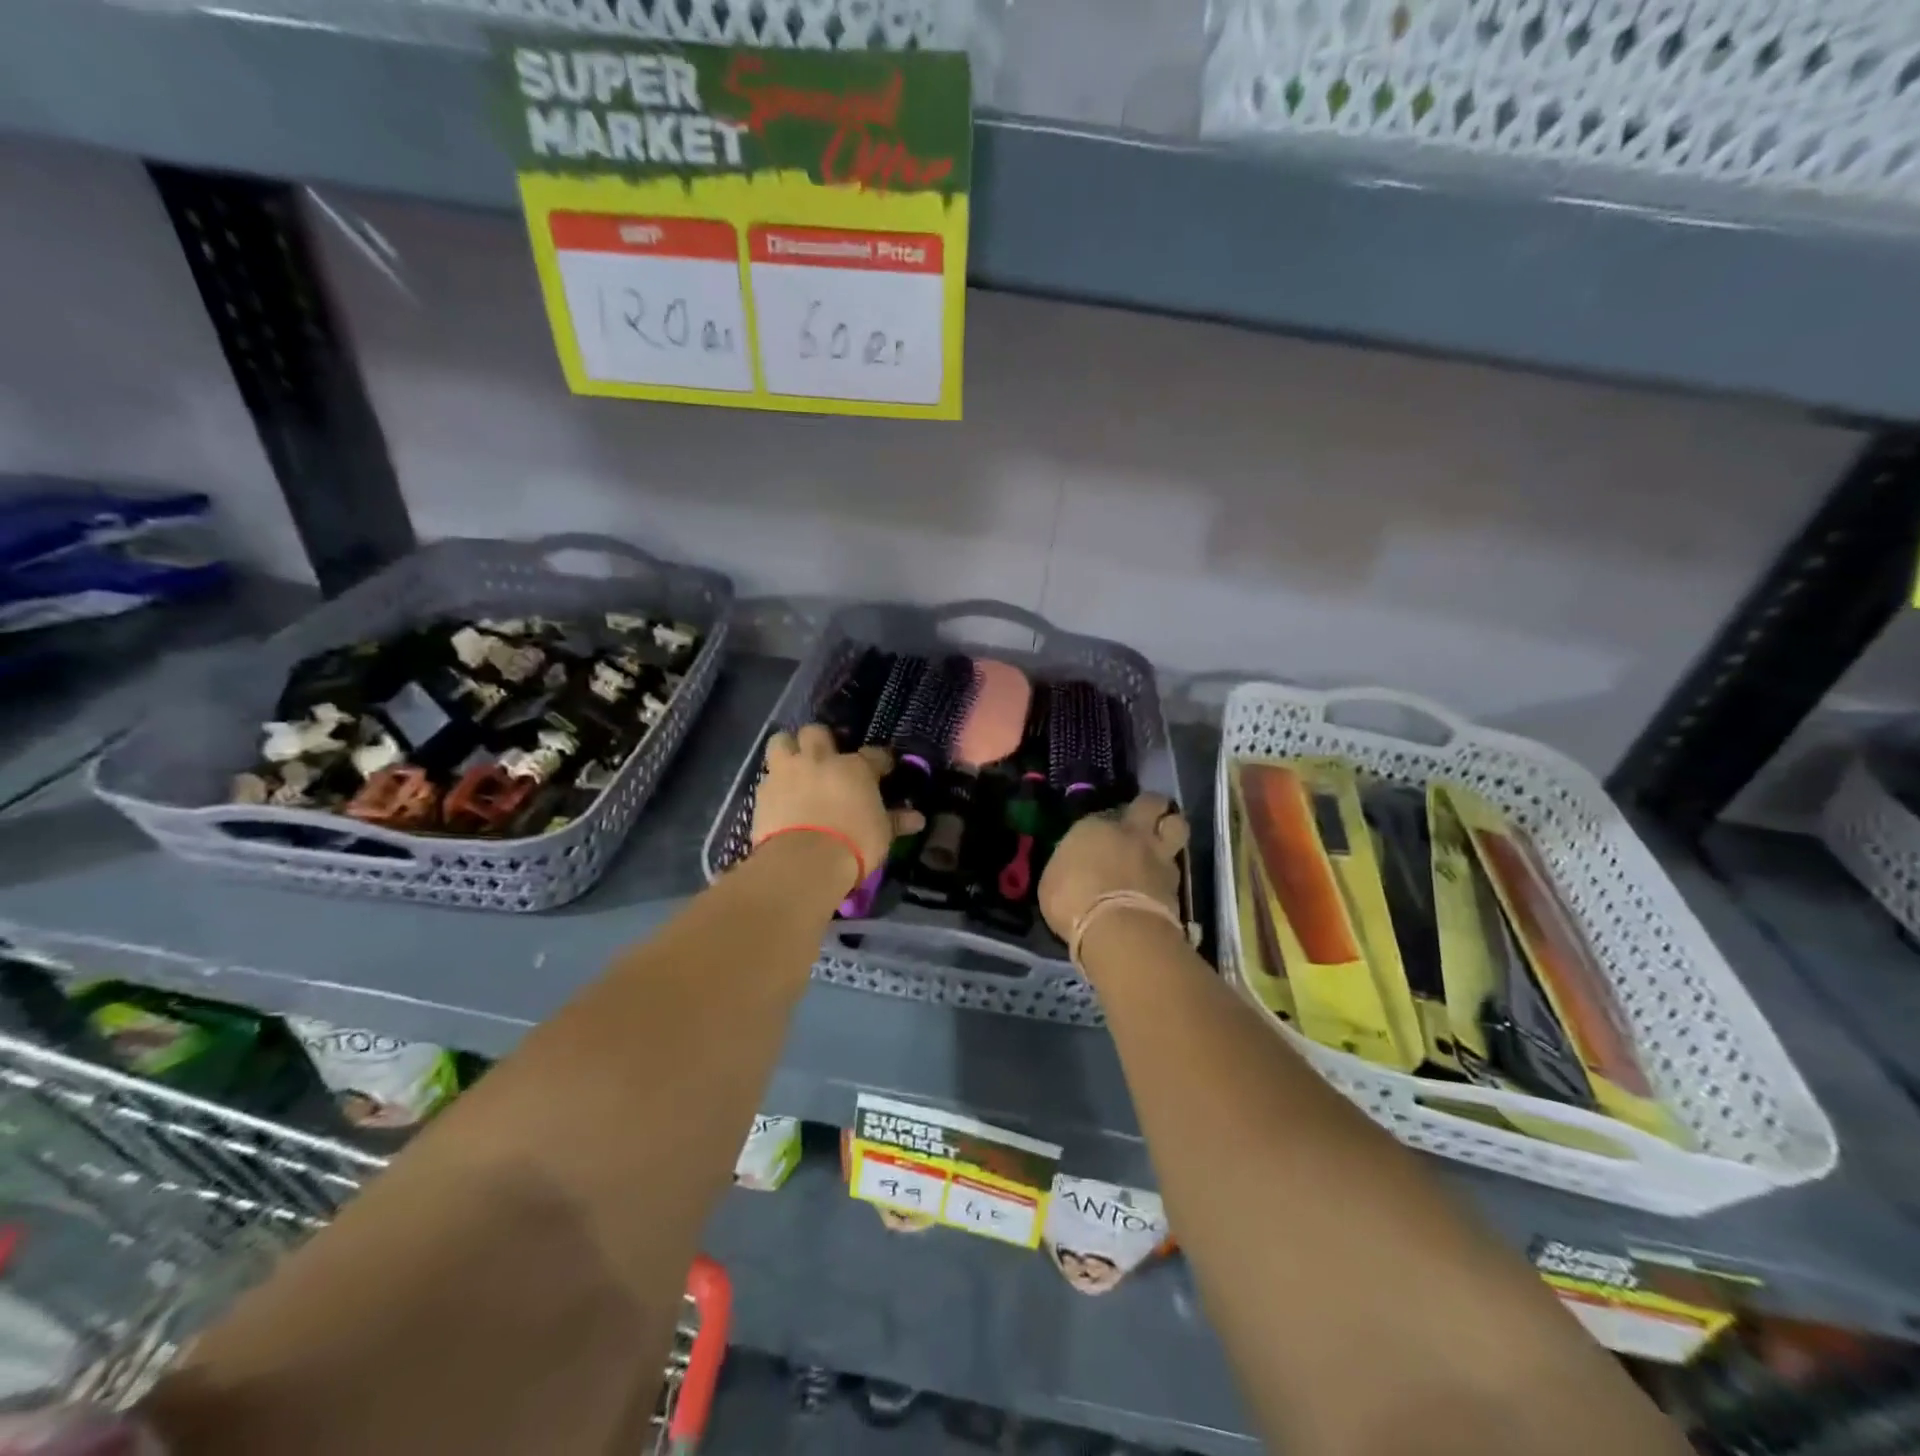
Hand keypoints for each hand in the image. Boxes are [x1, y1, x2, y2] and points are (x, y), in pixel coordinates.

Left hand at [751, 724, 922, 887]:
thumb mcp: (881, 835)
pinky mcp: (762, 791)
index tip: (884, 768)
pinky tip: (779, 794)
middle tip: (827, 755)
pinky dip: (774, 781)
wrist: (803, 861)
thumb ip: (896, 821)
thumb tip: (917, 818)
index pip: (874, 754)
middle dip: (822, 739)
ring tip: (795, 763)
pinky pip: (767, 775)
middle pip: (817, 732)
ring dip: (789, 748)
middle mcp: (820, 760)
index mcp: (855, 768)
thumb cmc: (853, 844)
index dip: (880, 760)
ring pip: (782, 740)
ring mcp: (787, 772)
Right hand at [1039, 793, 1188, 941]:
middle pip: (1150, 802)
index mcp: (1093, 827)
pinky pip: (1177, 865)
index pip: (1102, 813)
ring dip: (1170, 831)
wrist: (1120, 930)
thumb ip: (1067, 867)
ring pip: (1176, 826)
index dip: (1104, 823)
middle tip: (1145, 818)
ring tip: (1162, 844)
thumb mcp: (1052, 883)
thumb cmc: (1073, 902)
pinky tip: (1162, 882)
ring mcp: (1158, 855)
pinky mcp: (1178, 882)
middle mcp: (1130, 833)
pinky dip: (1170, 871)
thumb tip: (1072, 868)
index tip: (1100, 836)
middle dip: (1150, 806)